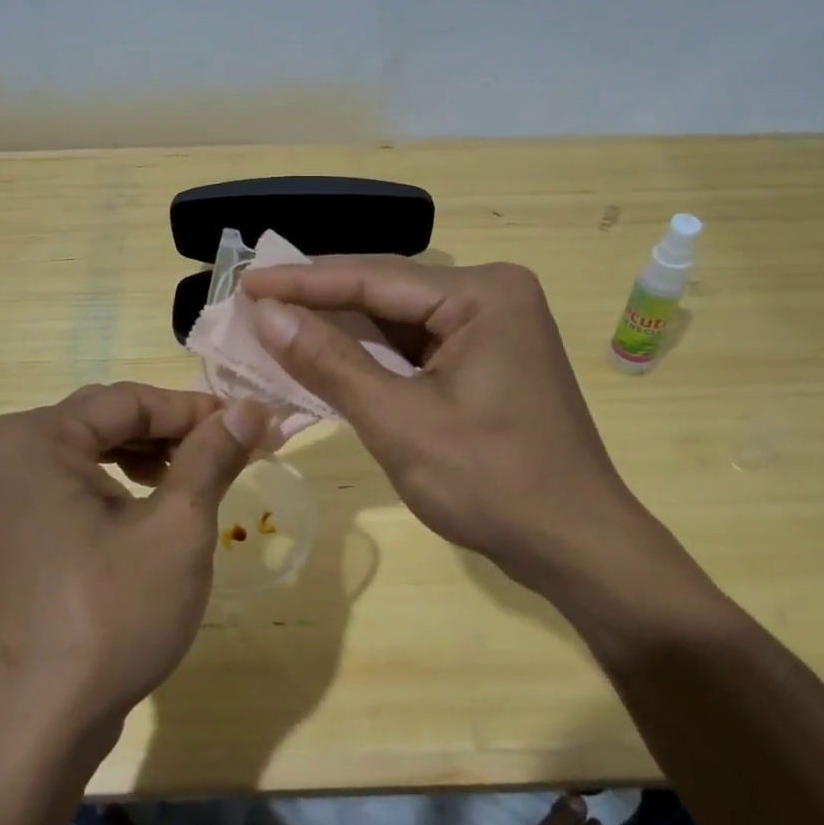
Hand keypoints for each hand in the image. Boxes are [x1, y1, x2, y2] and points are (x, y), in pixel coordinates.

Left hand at [0, 384, 266, 751]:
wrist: (33, 731)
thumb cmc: (108, 617)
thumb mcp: (177, 527)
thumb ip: (211, 456)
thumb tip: (250, 408)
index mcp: (33, 438)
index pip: (130, 400)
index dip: (197, 409)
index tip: (252, 424)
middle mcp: (5, 455)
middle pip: (108, 420)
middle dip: (175, 433)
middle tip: (234, 450)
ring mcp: (1, 498)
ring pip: (91, 453)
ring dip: (150, 459)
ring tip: (200, 478)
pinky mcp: (10, 535)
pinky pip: (73, 487)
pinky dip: (119, 488)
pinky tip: (155, 509)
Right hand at [238, 258, 690, 594]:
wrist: (577, 546)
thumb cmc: (493, 482)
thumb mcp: (400, 421)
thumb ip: (331, 363)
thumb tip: (267, 316)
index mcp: (482, 294)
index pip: (374, 277)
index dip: (303, 282)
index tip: (246, 284)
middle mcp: (491, 296)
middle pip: (386, 293)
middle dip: (319, 304)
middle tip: (253, 304)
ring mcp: (493, 329)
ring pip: (398, 322)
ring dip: (340, 332)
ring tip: (274, 327)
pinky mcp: (487, 360)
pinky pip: (416, 348)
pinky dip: (371, 358)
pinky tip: (325, 358)